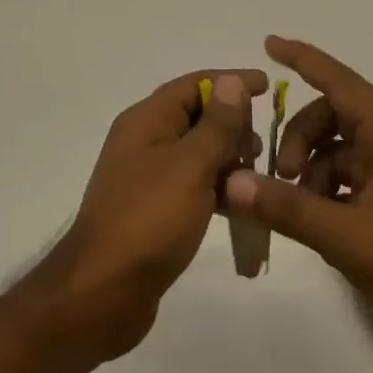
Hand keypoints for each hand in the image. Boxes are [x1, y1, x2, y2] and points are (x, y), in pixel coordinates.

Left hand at [51, 68, 266, 361]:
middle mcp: (143, 141)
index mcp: (146, 120)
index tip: (268, 86)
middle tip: (267, 142)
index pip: (193, 85)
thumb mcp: (190, 165)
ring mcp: (146, 177)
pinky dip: (216, 188)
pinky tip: (242, 205)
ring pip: (196, 153)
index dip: (230, 82)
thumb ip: (216, 124)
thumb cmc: (150, 219)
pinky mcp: (153, 210)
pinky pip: (191, 185)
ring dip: (228, 158)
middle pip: (194, 116)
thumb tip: (231, 82)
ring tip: (260, 174)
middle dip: (232, 124)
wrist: (104, 291)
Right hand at [222, 37, 372, 372]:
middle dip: (299, 138)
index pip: (341, 82)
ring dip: (310, 170)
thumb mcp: (349, 239)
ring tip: (293, 207)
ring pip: (339, 151)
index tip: (269, 43)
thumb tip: (231, 182)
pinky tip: (314, 223)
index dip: (304, 59)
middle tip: (277, 175)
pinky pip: (351, 179)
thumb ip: (288, 208)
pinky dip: (326, 191)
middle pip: (334, 117)